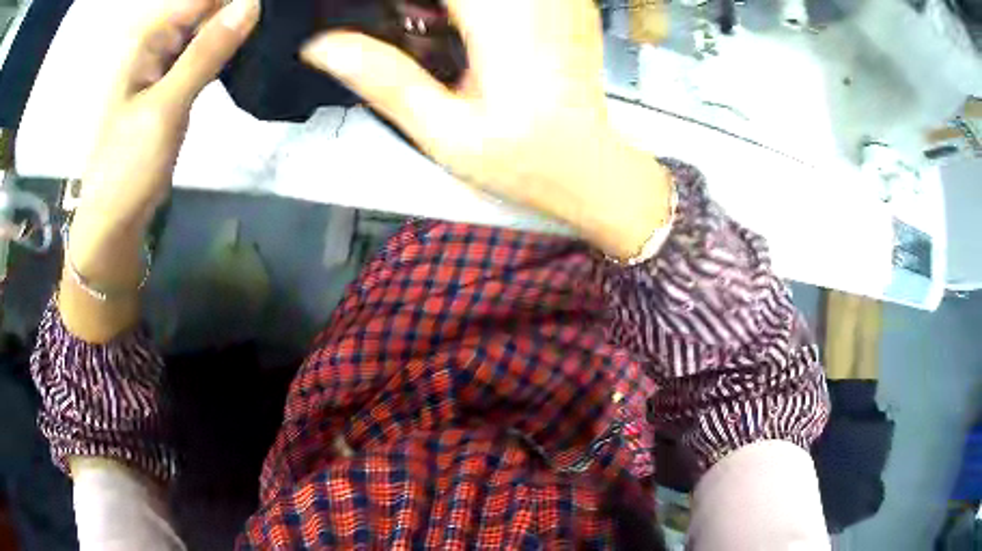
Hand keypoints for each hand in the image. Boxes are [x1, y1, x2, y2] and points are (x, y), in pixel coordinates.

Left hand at [61, 0, 258, 342]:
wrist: (115, 219)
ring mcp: (163, 63)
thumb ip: (206, 52)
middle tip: (283, 18)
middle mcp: (155, 42)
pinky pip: (204, 54)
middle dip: (240, 9)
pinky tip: (251, 51)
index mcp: (146, 38)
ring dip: (237, 28)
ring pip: (208, 30)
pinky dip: (227, 51)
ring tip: (274, 31)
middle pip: (205, 8)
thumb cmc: (127, 166)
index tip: (278, 4)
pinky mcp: (173, 84)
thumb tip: (252, 3)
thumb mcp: (165, 106)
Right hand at [301, 0, 671, 258]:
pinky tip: (467, 26)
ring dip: (442, 6)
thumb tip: (321, 46)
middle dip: (420, 6)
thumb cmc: (523, 159)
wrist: (591, 167)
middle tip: (409, 29)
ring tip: (435, 31)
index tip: (382, 19)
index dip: (391, 2)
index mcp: (502, 19)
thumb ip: (384, 80)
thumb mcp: (444, 131)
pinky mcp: (568, 1)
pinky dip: (470, 7)